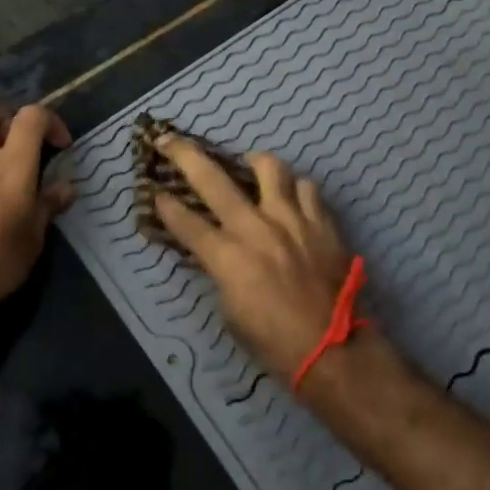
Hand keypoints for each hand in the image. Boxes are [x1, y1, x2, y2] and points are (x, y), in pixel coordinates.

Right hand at [151, 135, 356, 384]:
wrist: (334, 350)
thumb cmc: (274, 343)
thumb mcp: (230, 312)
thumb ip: (220, 272)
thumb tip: (216, 250)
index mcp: (228, 257)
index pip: (185, 222)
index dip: (165, 206)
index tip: (154, 192)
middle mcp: (256, 228)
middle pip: (213, 180)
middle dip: (185, 155)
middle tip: (170, 140)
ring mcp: (292, 220)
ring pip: (270, 168)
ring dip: (254, 162)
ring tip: (250, 166)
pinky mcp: (322, 223)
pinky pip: (307, 188)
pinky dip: (295, 189)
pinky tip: (292, 198)